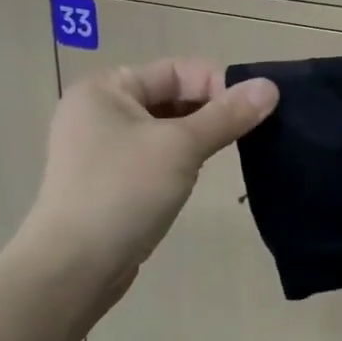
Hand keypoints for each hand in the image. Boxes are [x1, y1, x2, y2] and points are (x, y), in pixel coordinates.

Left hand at [17, 59, 277, 321]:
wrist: (71, 270)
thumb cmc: (123, 193)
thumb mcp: (181, 147)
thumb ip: (227, 115)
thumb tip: (270, 87)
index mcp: (105, 89)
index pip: (176, 70)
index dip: (218, 84)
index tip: (254, 110)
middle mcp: (98, 110)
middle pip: (170, 95)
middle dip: (210, 110)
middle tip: (248, 132)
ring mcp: (99, 148)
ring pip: (164, 128)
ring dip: (197, 136)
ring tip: (226, 153)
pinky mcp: (106, 181)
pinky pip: (152, 155)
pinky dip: (179, 159)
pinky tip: (197, 176)